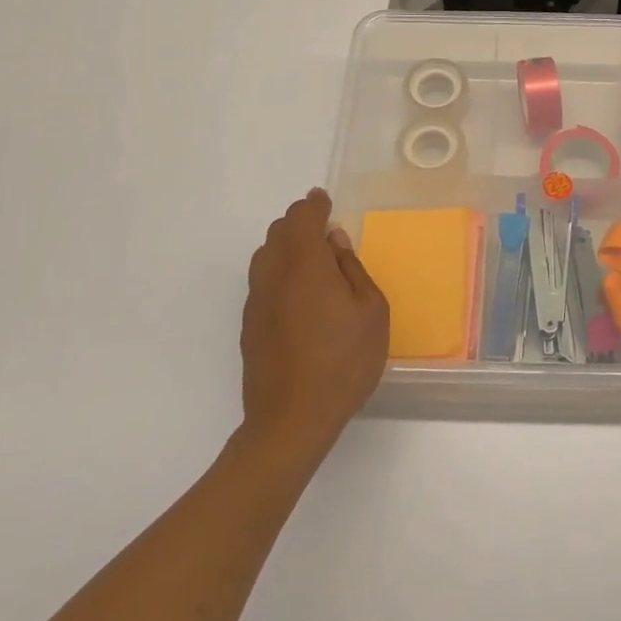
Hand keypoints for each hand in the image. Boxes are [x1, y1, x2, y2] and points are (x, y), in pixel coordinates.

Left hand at [239, 188, 389, 459]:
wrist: (291, 420)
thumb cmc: (344, 362)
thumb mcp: (371, 312)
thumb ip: (353, 270)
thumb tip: (335, 242)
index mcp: (305, 265)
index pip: (302, 217)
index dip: (313, 204)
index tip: (324, 200)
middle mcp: (273, 276)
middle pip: (278, 232)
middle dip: (299, 223)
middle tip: (324, 232)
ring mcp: (256, 302)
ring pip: (265, 256)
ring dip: (286, 247)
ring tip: (312, 262)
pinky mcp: (249, 326)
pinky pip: (262, 282)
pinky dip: (278, 273)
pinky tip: (299, 296)